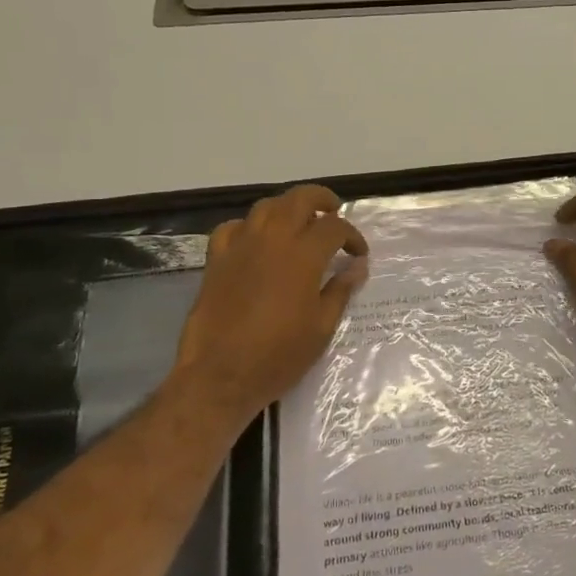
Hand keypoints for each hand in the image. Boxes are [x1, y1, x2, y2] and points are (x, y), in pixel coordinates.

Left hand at [172, 185, 368, 428]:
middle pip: (299, 199)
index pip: (335, 227)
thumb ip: (341, 290)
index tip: (359, 254)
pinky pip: (233, 228)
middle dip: (322, 200)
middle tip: (334, 212)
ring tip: (299, 221)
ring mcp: (240, 247)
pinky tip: (257, 240)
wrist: (219, 376)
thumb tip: (357, 266)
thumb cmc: (278, 355)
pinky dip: (249, 226)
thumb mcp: (322, 327)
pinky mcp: (216, 260)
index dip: (352, 236)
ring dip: (287, 207)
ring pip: (266, 207)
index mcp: (303, 256)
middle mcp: (272, 240)